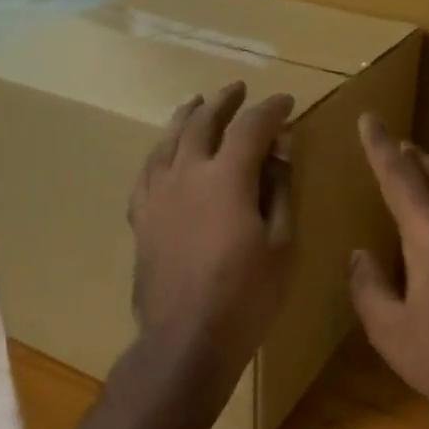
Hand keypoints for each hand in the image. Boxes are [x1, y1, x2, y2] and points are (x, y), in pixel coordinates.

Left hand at [129, 81, 294, 375]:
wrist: (186, 337)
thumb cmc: (246, 295)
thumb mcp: (281, 244)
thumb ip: (278, 191)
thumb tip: (278, 153)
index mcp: (226, 177)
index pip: (251, 127)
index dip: (271, 110)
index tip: (286, 102)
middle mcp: (186, 174)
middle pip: (203, 122)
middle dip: (224, 102)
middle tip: (238, 90)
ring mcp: (157, 194)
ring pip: (168, 140)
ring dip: (186, 117)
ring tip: (196, 104)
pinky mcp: (141, 217)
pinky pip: (147, 171)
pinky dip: (160, 152)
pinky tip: (164, 153)